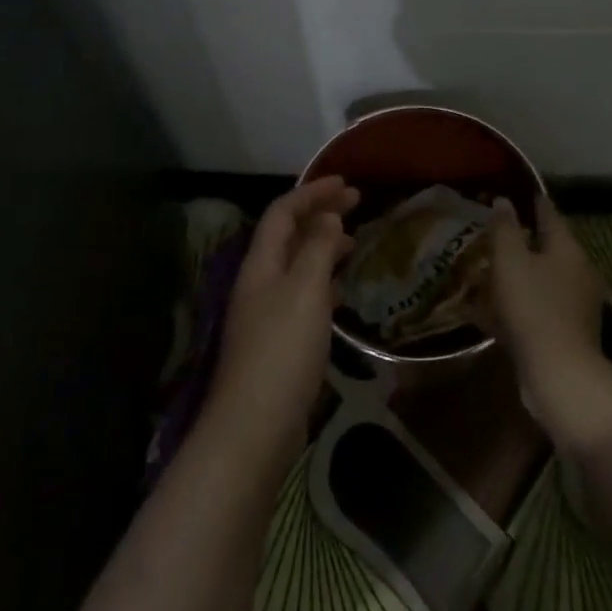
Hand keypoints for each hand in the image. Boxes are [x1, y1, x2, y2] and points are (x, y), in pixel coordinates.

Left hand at [204, 176, 358, 468]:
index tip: (347, 184)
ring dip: (321, 245)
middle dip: (319, 213)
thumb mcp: (305, 290)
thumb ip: (317, 249)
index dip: (312, 192)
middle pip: (287, 234)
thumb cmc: (282, 349)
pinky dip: (322, 278)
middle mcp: (259, 281)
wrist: (255, 426)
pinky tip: (340, 288)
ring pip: (295, 263)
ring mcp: (266, 312)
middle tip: (356, 204)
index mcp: (261, 263)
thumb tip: (327, 218)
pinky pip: (302, 292)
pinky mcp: (277, 339)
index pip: (283, 212)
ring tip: (353, 241)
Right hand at [488, 196, 611, 455]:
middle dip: (523, 240)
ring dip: (519, 274)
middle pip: (548, 248)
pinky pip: (536, 308)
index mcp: (567, 249)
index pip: (550, 214)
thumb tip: (503, 201)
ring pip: (541, 279)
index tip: (516, 193)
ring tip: (489, 271)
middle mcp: (578, 272)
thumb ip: (505, 228)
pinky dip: (517, 305)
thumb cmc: (534, 307)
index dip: (532, 202)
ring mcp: (575, 305)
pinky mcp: (566, 333)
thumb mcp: (511, 260)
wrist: (560, 374)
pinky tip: (491, 312)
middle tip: (495, 234)